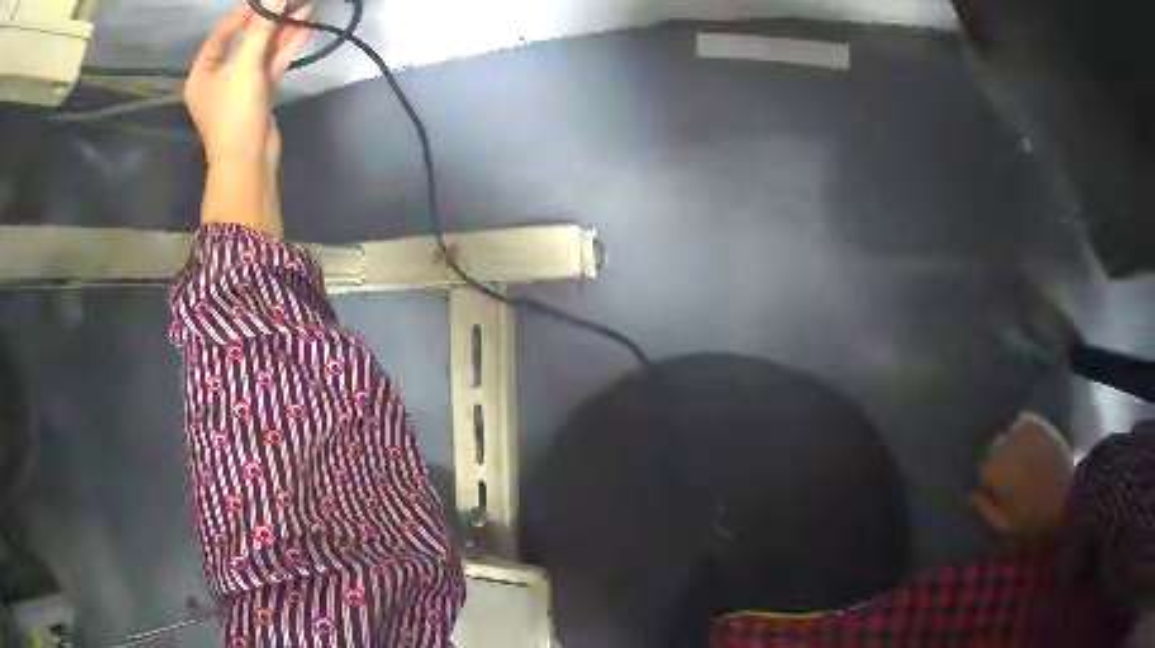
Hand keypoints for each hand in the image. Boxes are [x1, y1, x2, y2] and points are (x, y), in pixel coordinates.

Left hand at [184, 0, 311, 167]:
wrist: (247, 161)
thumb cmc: (234, 112)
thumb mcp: (244, 65)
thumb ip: (260, 28)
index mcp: (203, 73)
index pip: (222, 34)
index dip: (243, 14)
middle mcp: (219, 77)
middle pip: (245, 41)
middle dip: (269, 21)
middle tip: (291, 1)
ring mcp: (240, 86)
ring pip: (262, 52)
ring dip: (282, 32)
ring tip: (306, 9)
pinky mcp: (259, 95)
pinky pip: (272, 65)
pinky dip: (287, 49)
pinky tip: (305, 30)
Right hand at [968, 413, 1074, 543]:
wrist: (1067, 494)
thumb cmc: (1033, 515)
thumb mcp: (1005, 522)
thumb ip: (985, 508)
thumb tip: (970, 495)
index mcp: (995, 470)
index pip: (982, 470)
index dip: (989, 482)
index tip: (997, 491)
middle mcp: (1005, 445)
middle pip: (994, 449)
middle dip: (1000, 461)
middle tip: (1011, 476)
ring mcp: (1023, 431)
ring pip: (1008, 435)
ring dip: (1011, 446)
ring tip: (1022, 460)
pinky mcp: (1038, 423)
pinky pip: (1023, 422)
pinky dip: (1022, 432)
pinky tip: (1029, 445)